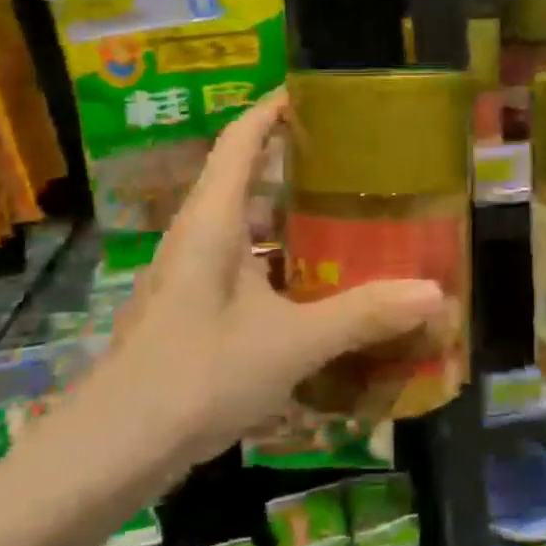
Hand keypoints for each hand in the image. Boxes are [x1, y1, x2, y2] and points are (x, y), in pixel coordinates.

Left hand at [73, 92, 451, 473]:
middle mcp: (200, 236)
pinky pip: (247, 268)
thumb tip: (434, 293)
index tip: (320, 93)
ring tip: (353, 220)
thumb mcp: (290, 343)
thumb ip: (362, 315)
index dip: (275, 108)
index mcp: (213, 220)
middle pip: (249, 179)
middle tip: (360, 163)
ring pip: (249, 229)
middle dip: (299, 166)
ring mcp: (194, 275)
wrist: (111, 452)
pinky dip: (284, 267)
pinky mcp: (196, 310)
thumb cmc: (196, 375)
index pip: (242, 139)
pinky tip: (322, 291)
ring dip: (294, 222)